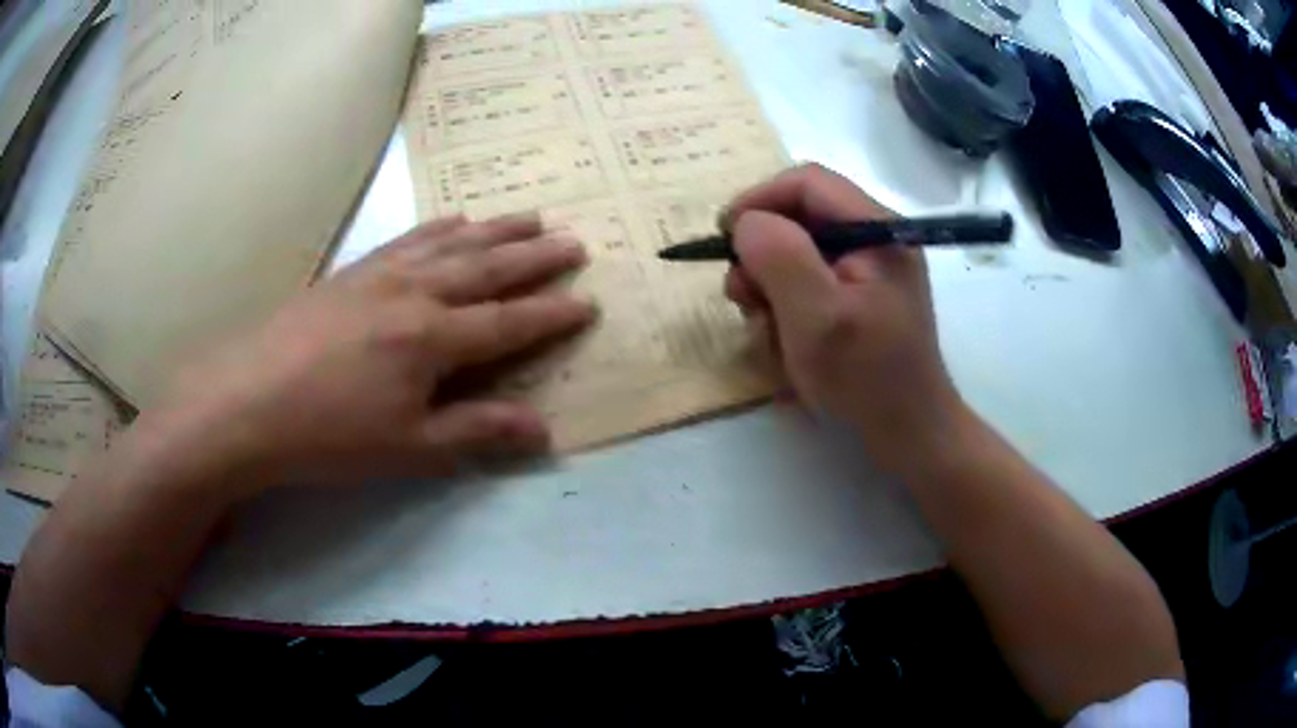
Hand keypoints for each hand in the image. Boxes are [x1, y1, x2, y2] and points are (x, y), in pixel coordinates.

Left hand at [149, 213, 594, 493]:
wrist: (247, 400)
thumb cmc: (330, 434)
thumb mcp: (409, 448)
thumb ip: (476, 431)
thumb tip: (543, 430)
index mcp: (434, 339)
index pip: (509, 323)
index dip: (551, 314)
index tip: (588, 301)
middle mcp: (416, 293)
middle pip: (487, 269)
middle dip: (535, 257)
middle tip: (573, 241)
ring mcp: (381, 275)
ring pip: (452, 243)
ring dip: (496, 230)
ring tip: (530, 216)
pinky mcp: (352, 271)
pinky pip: (408, 238)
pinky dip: (440, 227)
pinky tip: (453, 219)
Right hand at [722, 164, 964, 472]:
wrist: (909, 433)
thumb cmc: (866, 377)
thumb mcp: (816, 316)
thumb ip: (779, 256)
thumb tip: (747, 223)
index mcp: (876, 229)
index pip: (807, 183)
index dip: (759, 200)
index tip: (725, 238)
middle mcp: (874, 239)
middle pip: (801, 217)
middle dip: (764, 254)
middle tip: (744, 298)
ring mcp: (869, 270)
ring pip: (799, 253)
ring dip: (772, 287)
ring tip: (769, 330)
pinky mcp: (861, 297)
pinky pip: (810, 283)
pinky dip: (788, 307)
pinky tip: (789, 342)